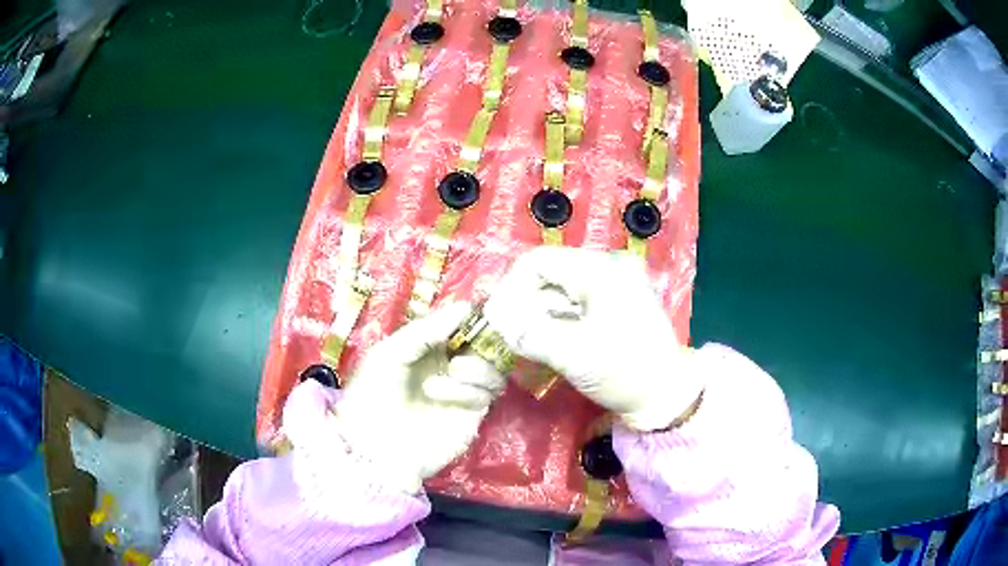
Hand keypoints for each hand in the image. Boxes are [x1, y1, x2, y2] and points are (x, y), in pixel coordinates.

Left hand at [330, 303, 505, 493]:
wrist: (373, 446)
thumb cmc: (372, 394)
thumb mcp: (390, 353)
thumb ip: (425, 330)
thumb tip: (465, 307)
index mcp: (429, 347)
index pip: (462, 326)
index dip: (473, 317)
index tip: (479, 311)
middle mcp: (450, 366)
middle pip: (486, 345)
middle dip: (485, 339)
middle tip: (477, 338)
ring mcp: (463, 391)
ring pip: (494, 368)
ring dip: (477, 365)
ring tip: (455, 369)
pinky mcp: (472, 415)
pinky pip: (487, 394)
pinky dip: (470, 389)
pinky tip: (442, 394)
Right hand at [484, 247, 702, 430]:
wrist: (666, 395)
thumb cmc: (624, 371)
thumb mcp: (572, 354)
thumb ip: (529, 335)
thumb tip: (499, 324)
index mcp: (601, 270)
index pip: (540, 261)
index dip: (511, 287)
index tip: (497, 318)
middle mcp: (608, 267)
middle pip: (550, 273)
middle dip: (523, 301)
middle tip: (506, 332)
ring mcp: (614, 285)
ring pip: (560, 289)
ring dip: (538, 312)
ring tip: (522, 339)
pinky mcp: (616, 304)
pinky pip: (575, 302)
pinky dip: (556, 318)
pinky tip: (545, 339)